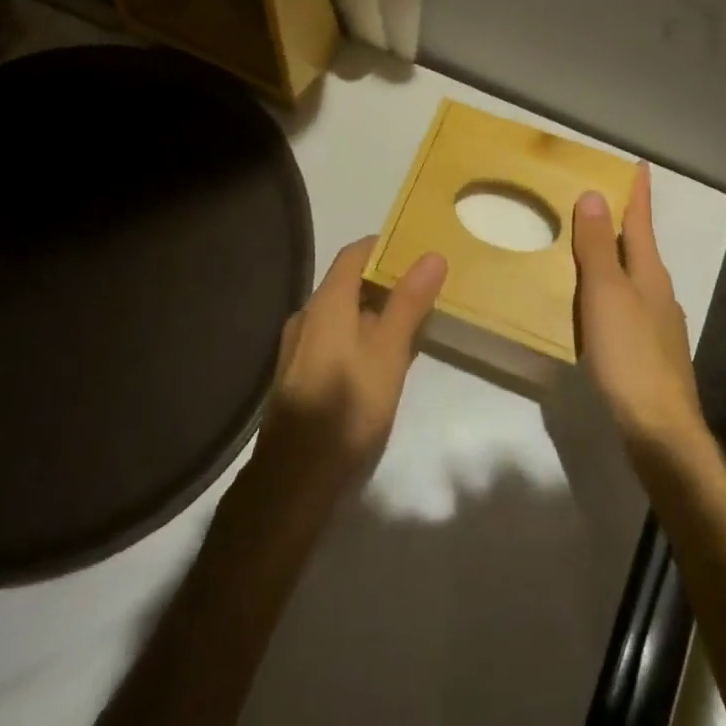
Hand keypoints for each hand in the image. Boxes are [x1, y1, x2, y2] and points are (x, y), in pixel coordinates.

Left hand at [253, 238, 446, 502]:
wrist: (294, 478)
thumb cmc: (348, 406)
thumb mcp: (388, 352)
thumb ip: (408, 303)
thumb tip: (431, 255)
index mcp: (326, 303)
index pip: (354, 254)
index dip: (384, 247)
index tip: (416, 251)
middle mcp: (306, 316)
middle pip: (346, 284)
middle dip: (384, 282)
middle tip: (423, 289)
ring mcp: (298, 348)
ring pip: (340, 315)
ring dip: (373, 312)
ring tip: (409, 324)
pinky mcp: (299, 376)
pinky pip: (333, 340)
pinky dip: (359, 337)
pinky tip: (380, 361)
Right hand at [574, 165, 703, 455]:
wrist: (660, 430)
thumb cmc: (630, 354)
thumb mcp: (606, 294)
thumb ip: (597, 247)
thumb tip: (594, 195)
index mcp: (650, 274)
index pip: (641, 222)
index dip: (637, 194)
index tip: (638, 166)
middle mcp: (659, 293)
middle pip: (639, 248)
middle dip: (623, 223)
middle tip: (598, 201)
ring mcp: (658, 325)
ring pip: (634, 278)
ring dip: (615, 258)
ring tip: (588, 249)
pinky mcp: (650, 352)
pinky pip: (627, 306)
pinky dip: (611, 292)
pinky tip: (596, 307)